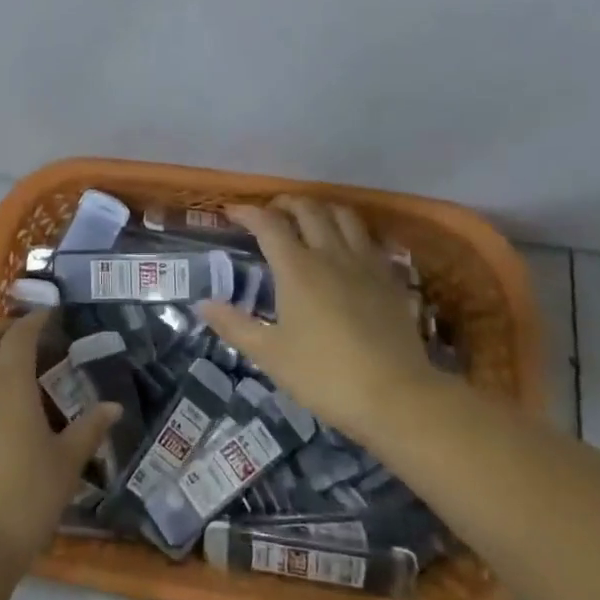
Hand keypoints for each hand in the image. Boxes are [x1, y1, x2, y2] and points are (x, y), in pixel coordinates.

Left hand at [0, 309, 121, 570]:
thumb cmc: (26, 499)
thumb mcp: (66, 464)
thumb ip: (89, 429)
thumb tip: (113, 408)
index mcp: (9, 386)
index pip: (20, 336)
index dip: (35, 320)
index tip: (49, 315)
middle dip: (2, 328)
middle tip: (24, 334)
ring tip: (1, 369)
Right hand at [200, 196, 446, 441]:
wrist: (395, 395)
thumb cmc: (324, 375)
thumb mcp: (270, 355)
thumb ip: (234, 326)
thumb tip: (203, 305)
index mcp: (297, 268)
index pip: (268, 224)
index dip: (247, 212)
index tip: (231, 211)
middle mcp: (331, 254)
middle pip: (309, 209)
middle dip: (285, 203)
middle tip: (270, 213)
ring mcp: (366, 263)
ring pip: (344, 216)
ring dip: (322, 209)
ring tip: (309, 219)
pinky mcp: (391, 278)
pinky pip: (370, 239)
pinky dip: (353, 231)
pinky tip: (348, 246)